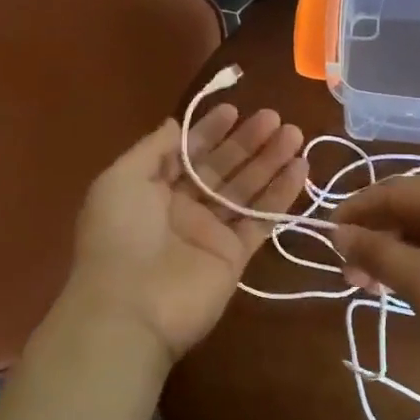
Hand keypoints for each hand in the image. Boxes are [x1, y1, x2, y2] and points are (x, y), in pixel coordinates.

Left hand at [65, 105, 306, 364]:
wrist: (129, 309)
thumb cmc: (120, 235)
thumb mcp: (121, 179)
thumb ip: (153, 149)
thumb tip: (174, 123)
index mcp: (153, 189)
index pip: (188, 152)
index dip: (210, 131)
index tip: (234, 109)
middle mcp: (184, 208)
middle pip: (222, 167)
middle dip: (247, 141)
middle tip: (276, 117)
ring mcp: (211, 232)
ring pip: (246, 190)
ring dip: (270, 161)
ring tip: (295, 135)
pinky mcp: (235, 256)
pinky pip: (262, 220)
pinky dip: (281, 196)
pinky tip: (300, 169)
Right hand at [332, 179, 419, 406]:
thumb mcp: (419, 280)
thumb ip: (374, 251)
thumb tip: (337, 233)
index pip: (393, 190)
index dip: (356, 210)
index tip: (327, 237)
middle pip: (407, 211)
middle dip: (372, 237)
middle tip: (345, 271)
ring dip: (389, 254)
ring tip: (364, 285)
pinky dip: (411, 266)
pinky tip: (393, 288)